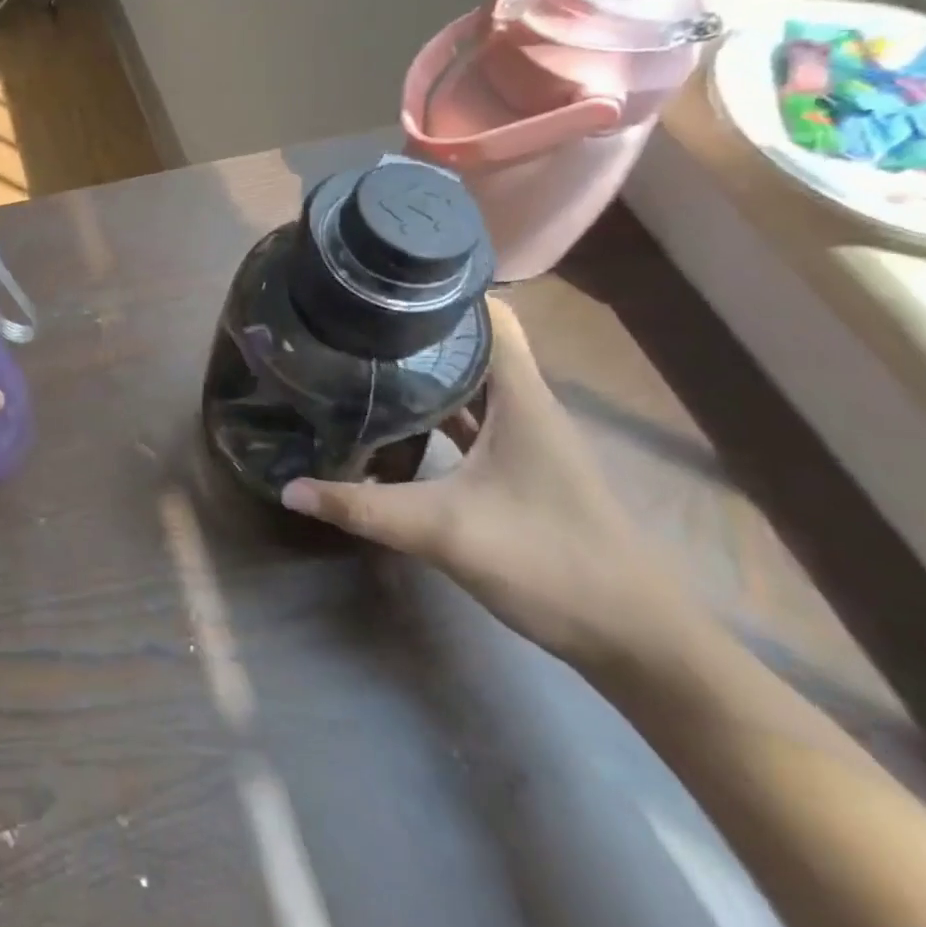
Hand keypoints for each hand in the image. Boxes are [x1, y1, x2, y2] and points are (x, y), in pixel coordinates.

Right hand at [279, 300, 699, 668]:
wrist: (637, 641)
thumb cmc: (551, 564)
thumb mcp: (445, 532)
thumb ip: (363, 507)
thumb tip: (288, 489)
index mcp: (522, 399)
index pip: (491, 317)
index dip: (443, 291)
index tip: (386, 284)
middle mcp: (527, 407)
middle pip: (474, 346)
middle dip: (418, 329)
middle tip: (354, 320)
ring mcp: (526, 440)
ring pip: (472, 385)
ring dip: (426, 371)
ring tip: (364, 358)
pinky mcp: (521, 470)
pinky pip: (474, 422)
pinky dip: (438, 412)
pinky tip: (397, 419)